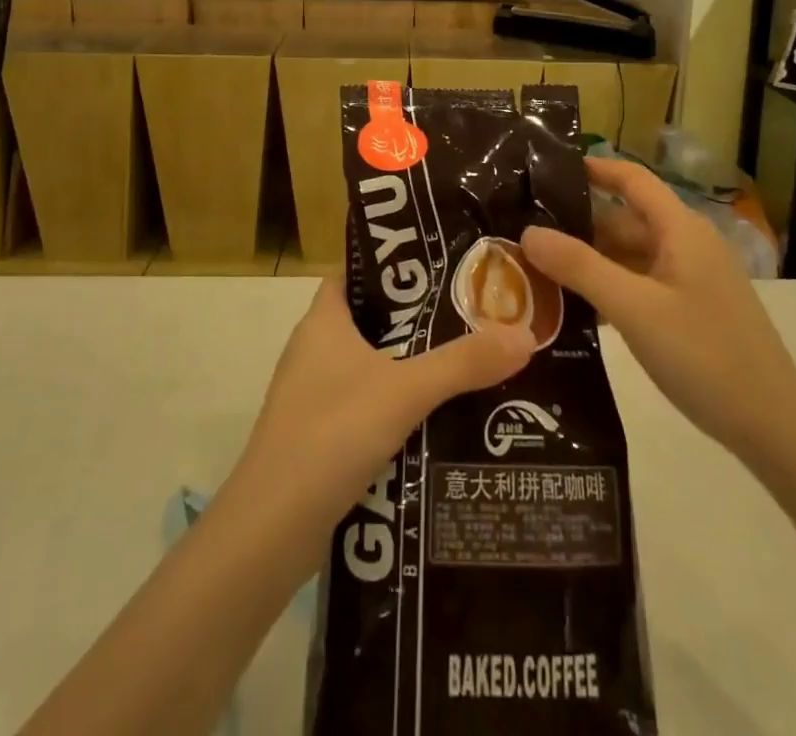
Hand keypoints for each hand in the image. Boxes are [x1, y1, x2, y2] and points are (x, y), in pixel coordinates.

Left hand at [234, 279, 533, 527]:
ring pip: (368, 364)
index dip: (394, 267)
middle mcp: (313, 349)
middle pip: (370, 319)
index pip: (357, 273)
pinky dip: (394, 405)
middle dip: (416, 318)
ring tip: (463, 362)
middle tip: (469, 314)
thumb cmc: (332, 433)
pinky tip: (433, 418)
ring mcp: (311, 394)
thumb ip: (464, 363)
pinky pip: (363, 403)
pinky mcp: (316, 435)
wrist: (270, 529)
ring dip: (409, 364)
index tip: (442, 266)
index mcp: (323, 320)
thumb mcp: (406, 391)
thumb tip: (525, 334)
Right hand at [521, 158, 795, 463]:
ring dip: (590, 261)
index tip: (547, 169)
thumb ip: (580, 268)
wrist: (774, 428)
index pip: (632, 179)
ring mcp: (691, 280)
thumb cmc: (704, 355)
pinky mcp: (692, 311)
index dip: (594, 168)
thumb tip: (528, 232)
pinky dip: (609, 288)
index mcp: (681, 230)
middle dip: (578, 225)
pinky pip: (641, 285)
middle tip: (526, 232)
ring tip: (538, 269)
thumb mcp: (634, 309)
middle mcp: (687, 245)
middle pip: (625, 220)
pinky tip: (576, 308)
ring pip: (631, 256)